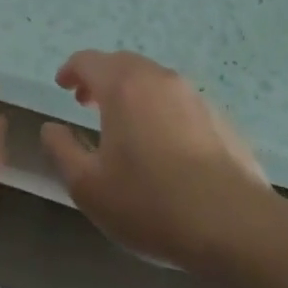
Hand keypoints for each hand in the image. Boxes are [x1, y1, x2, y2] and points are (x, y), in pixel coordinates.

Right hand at [41, 50, 279, 273]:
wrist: (236, 227)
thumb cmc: (151, 204)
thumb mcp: (89, 187)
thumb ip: (62, 151)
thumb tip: (51, 128)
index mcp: (123, 86)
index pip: (88, 61)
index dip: (71, 70)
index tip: (63, 86)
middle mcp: (159, 79)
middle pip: (123, 63)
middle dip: (101, 78)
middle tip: (88, 103)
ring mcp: (194, 96)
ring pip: (154, 80)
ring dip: (132, 93)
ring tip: (125, 125)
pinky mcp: (221, 119)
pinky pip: (180, 102)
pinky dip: (161, 110)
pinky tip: (164, 146)